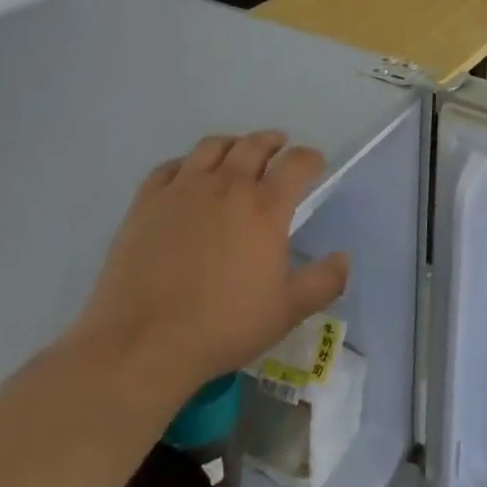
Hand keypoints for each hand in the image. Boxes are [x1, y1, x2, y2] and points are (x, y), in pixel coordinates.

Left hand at [76, 132, 349, 402]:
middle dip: (273, 142)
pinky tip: (187, 178)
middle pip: (255, 144)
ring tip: (236, 154)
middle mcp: (228, 185)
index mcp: (265, 207)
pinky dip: (186, 165)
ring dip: (232, 144)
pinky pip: (170, 167)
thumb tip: (344, 258)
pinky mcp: (147, 202)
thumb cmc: (223, 327)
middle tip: (278, 148)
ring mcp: (183, 189)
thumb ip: (324, 282)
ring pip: (212, 146)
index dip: (310, 158)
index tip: (315, 165)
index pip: (297, 162)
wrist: (142, 344)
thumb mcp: (287, 312)